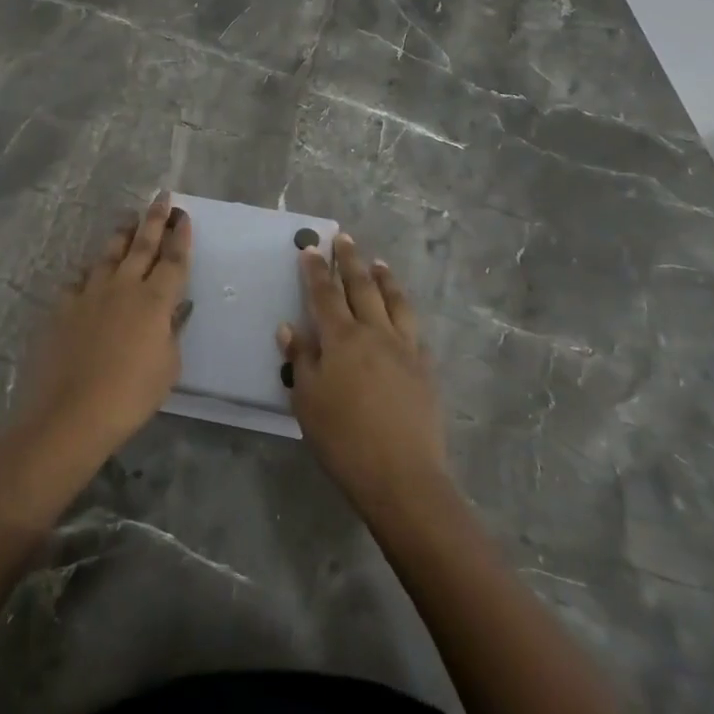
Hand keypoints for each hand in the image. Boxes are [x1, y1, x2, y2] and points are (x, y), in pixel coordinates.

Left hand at [13, 192, 193, 464]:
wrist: (72, 412)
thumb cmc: (131, 395)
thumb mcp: (167, 366)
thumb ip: (171, 332)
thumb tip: (173, 310)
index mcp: (155, 300)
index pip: (173, 259)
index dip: (180, 236)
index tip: (183, 215)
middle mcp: (124, 286)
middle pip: (142, 244)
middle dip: (154, 218)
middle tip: (161, 197)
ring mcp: (90, 293)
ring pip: (109, 254)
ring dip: (121, 235)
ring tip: (128, 219)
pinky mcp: (63, 306)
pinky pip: (78, 280)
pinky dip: (88, 273)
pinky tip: (88, 271)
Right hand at [278, 234, 447, 511]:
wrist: (402, 475)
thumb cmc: (343, 439)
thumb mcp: (307, 401)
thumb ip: (300, 360)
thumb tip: (289, 327)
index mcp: (341, 339)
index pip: (324, 294)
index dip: (316, 270)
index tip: (311, 248)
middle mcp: (375, 333)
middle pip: (361, 287)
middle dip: (350, 260)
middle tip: (344, 238)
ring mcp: (404, 348)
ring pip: (394, 302)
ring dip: (384, 279)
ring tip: (378, 263)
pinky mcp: (424, 368)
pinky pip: (414, 329)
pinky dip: (404, 311)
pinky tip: (402, 312)